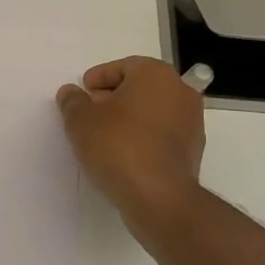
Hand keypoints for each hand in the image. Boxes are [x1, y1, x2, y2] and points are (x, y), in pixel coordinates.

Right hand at [56, 57, 205, 234]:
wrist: (159, 197)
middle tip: (90, 115)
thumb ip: (73, 102)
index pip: (122, 67)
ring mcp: (192, 122)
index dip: (98, 79)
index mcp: (156, 74)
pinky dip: (143, 138)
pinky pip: (162, 135)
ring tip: (104, 138)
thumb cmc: (118, 146)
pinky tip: (123, 155)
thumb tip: (71, 93)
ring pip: (152, 111)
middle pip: (139, 87)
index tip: (82, 95)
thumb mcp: (81, 121)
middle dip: (113, 98)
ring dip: (129, 119)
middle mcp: (180, 91)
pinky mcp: (193, 151)